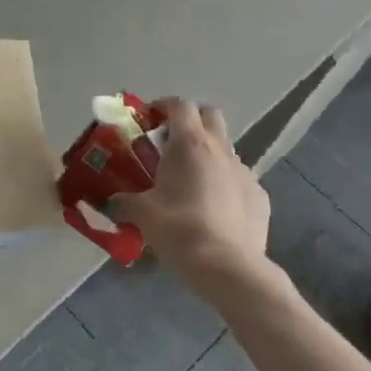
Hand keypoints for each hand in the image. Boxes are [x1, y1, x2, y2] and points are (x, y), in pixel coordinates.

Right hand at [107, 98, 269, 278]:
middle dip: (190, 121)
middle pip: (209, 115)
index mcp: (190, 143)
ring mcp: (245, 172)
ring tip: (189, 182)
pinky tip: (212, 210)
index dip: (162, 106)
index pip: (179, 105)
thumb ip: (122, 202)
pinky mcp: (260, 197)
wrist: (227, 266)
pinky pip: (238, 180)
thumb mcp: (140, 214)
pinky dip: (224, 185)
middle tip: (169, 142)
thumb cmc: (178, 229)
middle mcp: (220, 149)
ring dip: (207, 155)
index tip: (147, 119)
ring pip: (225, 149)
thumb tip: (110, 202)